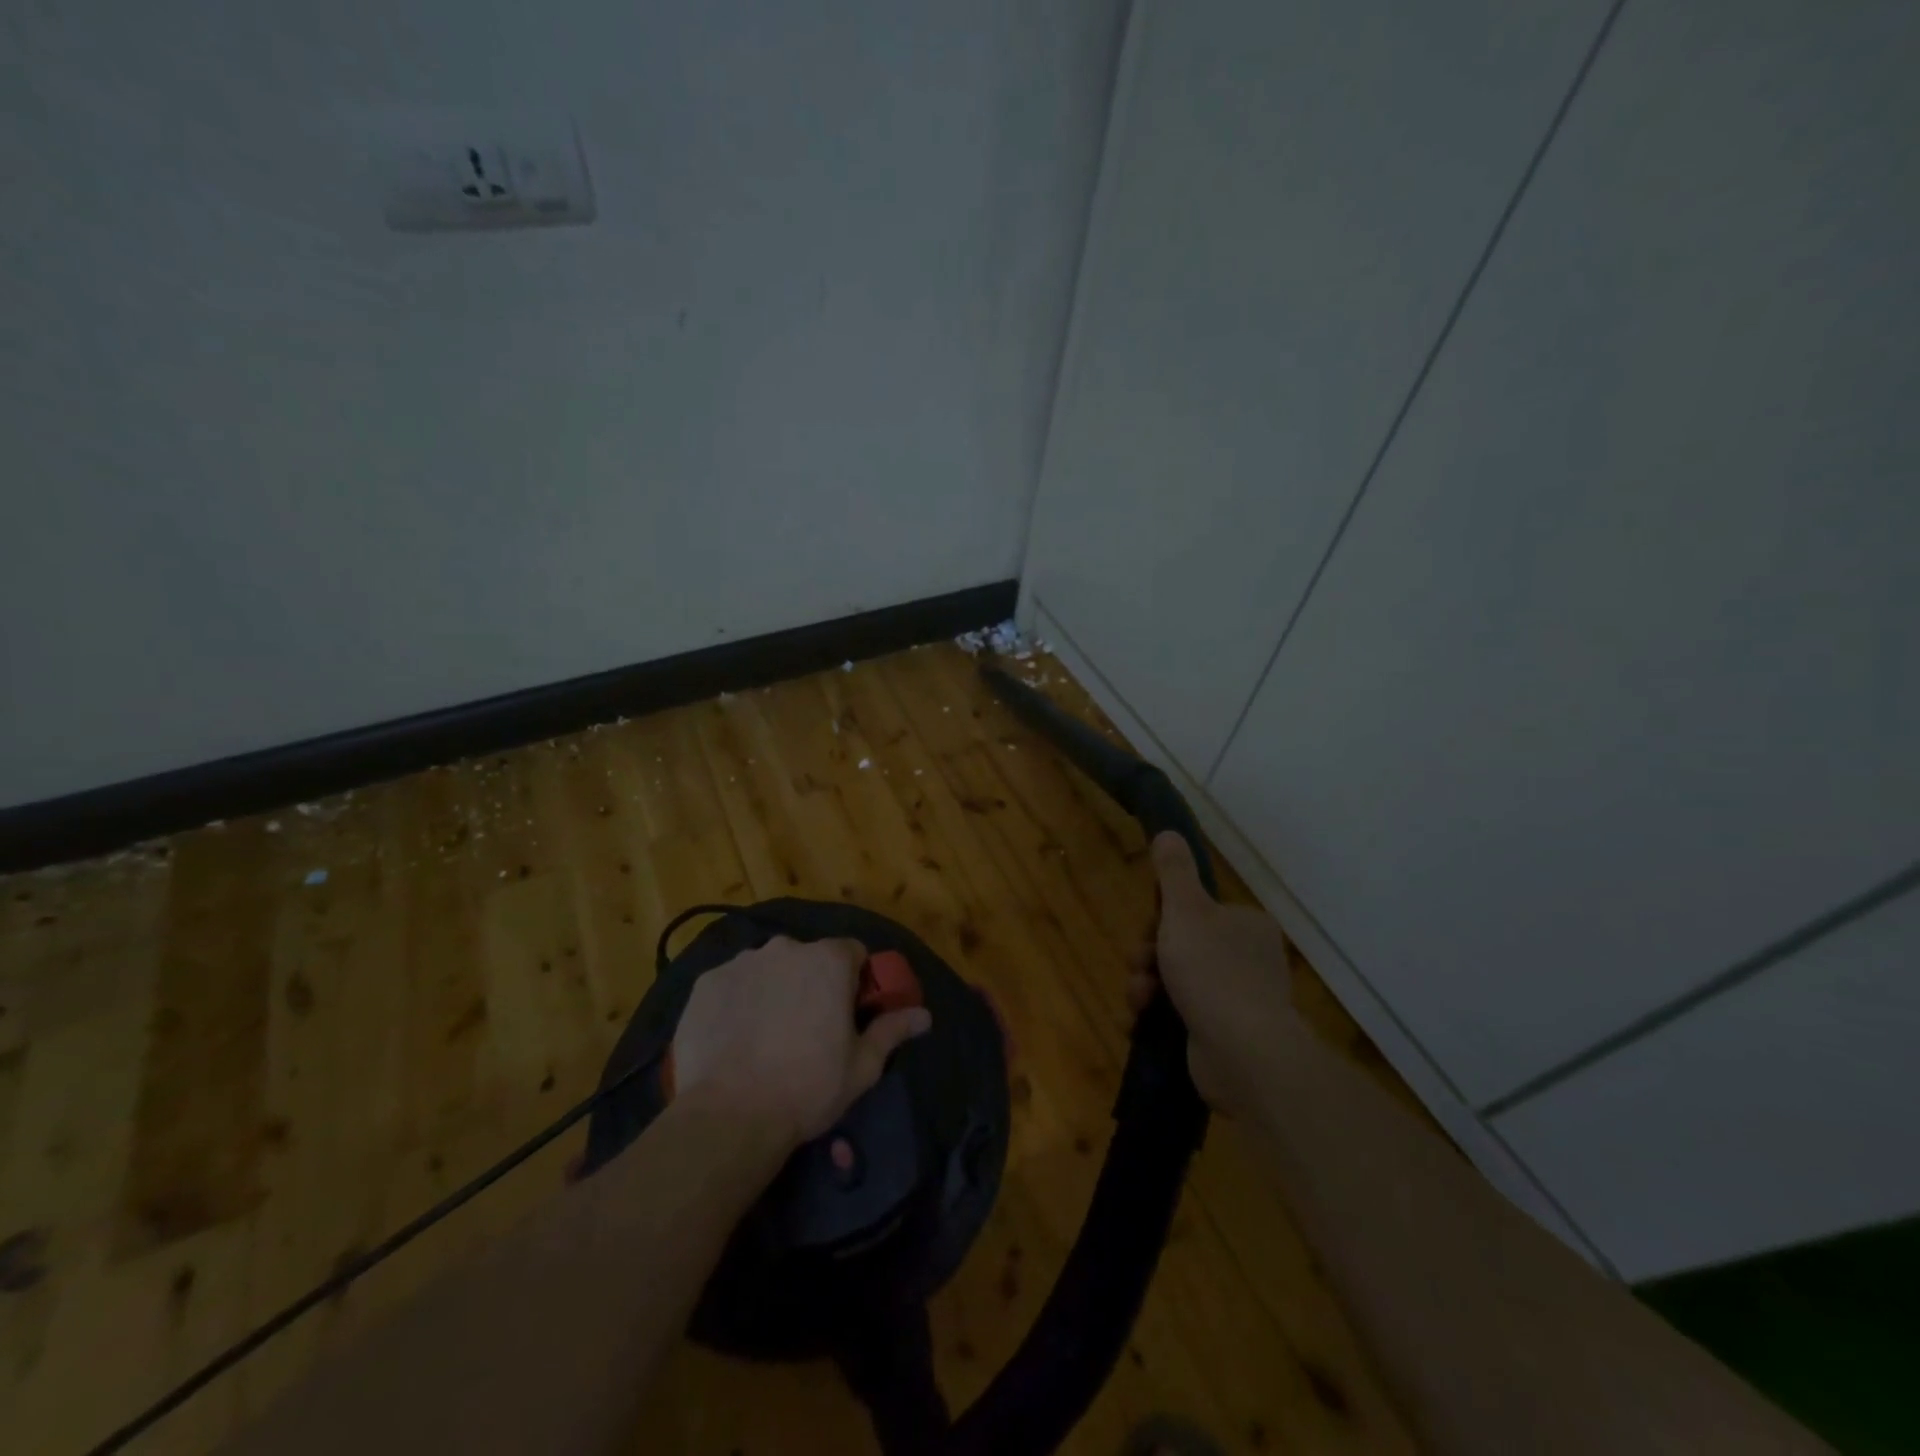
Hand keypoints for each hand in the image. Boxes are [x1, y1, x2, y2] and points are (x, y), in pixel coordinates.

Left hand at [672, 936, 931, 1146]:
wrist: (729, 1116)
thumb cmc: (807, 1088)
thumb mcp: (862, 1066)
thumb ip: (893, 1030)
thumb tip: (925, 1015)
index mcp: (829, 960)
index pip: (853, 953)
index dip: (855, 981)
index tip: (849, 1012)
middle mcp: (786, 947)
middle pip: (809, 958)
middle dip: (812, 983)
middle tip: (808, 1029)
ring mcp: (742, 962)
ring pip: (769, 969)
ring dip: (774, 989)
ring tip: (767, 1036)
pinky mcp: (706, 982)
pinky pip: (733, 984)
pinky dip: (738, 1002)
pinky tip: (735, 1038)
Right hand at [1129, 832, 1299, 1116]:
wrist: (1244, 1055)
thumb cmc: (1213, 972)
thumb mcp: (1187, 911)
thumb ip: (1174, 872)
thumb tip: (1169, 832)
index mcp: (1245, 925)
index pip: (1194, 912)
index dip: (1162, 920)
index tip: (1148, 931)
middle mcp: (1246, 959)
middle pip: (1178, 946)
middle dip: (1149, 958)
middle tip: (1141, 969)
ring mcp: (1236, 1001)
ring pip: (1173, 982)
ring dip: (1146, 988)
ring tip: (1139, 1003)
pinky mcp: (1222, 1036)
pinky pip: (1178, 1017)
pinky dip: (1155, 1019)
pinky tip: (1139, 1024)